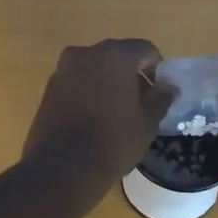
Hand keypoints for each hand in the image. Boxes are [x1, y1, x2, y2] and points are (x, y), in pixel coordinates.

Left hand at [23, 39, 170, 184]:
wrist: (62, 168)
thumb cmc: (113, 142)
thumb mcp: (147, 123)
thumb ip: (161, 98)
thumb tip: (169, 86)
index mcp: (115, 55)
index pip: (145, 49)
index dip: (156, 68)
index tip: (158, 92)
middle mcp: (86, 53)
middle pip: (117, 55)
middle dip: (131, 73)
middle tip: (139, 101)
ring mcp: (64, 69)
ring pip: (95, 67)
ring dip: (107, 81)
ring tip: (115, 111)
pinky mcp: (49, 87)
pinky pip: (77, 81)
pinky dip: (88, 90)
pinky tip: (94, 116)